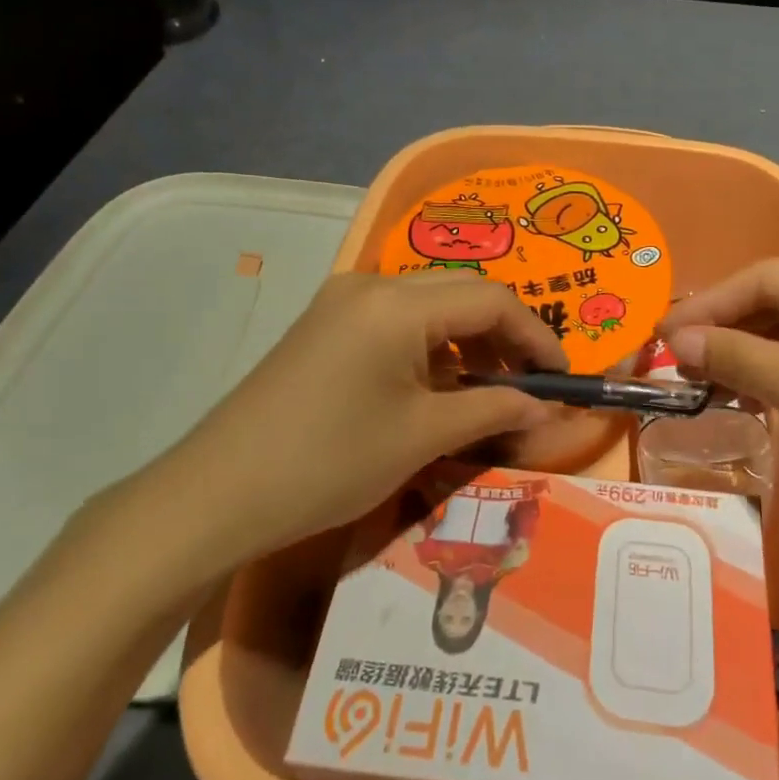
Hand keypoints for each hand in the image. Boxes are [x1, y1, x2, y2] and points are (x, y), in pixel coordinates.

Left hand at [123, 272, 564, 597]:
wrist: (216, 494)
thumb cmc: (329, 462)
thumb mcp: (421, 437)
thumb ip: (493, 409)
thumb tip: (549, 409)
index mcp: (397, 303)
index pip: (492, 299)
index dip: (536, 336)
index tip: (561, 379)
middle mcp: (371, 285)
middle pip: (462, 292)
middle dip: (505, 334)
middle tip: (530, 384)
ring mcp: (343, 302)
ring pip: (430, 304)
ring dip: (468, 339)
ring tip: (491, 388)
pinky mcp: (326, 325)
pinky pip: (397, 320)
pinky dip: (432, 346)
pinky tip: (440, 385)